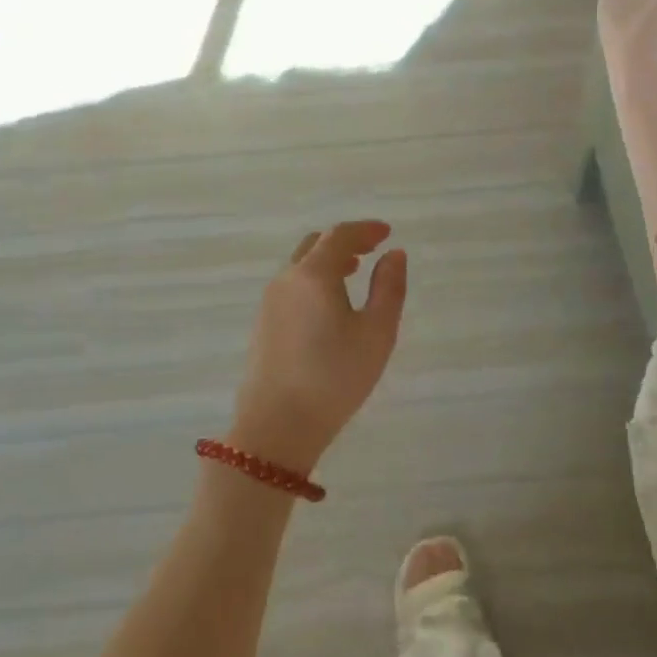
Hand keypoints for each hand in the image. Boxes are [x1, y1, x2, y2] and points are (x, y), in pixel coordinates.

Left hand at [229, 221, 407, 473]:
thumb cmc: (334, 377)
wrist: (276, 427)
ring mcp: (269, 302)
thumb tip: (394, 254)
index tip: (387, 232)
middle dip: (345, 242)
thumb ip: (389, 288)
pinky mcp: (263, 324)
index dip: (365, 230)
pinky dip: (314, 280)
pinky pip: (292, 286)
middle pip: (315, 245)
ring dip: (328, 261)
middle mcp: (286, 280)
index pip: (339, 236)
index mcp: (313, 274)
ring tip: (353, 273)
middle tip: (371, 250)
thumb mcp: (376, 333)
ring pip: (300, 266)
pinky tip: (329, 304)